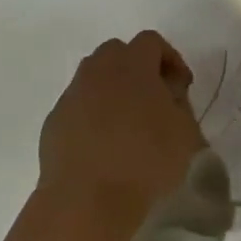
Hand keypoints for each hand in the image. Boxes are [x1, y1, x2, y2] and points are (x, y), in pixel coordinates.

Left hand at [38, 31, 204, 235]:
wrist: (87, 200)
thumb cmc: (145, 160)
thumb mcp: (186, 132)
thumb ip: (180, 103)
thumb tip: (168, 94)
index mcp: (132, 64)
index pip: (151, 41)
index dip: (170, 58)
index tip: (181, 87)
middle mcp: (98, 70)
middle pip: (117, 52)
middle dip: (137, 67)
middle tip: (153, 98)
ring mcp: (72, 95)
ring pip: (93, 77)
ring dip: (112, 89)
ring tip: (127, 122)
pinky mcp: (54, 122)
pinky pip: (77, 106)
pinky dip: (92, 115)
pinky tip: (103, 144)